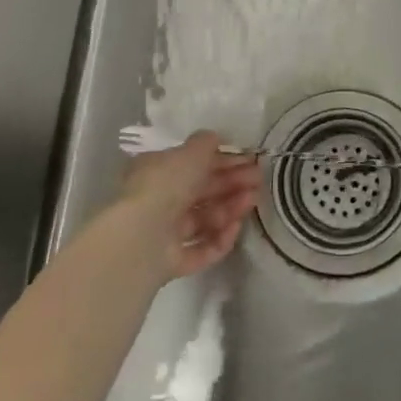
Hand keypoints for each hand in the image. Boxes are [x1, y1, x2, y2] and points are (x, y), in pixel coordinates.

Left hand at [110, 132, 260, 279]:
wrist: (141, 237)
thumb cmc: (165, 185)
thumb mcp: (189, 153)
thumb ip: (205, 144)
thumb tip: (215, 139)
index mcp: (156, 172)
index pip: (193, 165)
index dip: (223, 160)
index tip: (249, 160)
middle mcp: (158, 201)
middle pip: (201, 192)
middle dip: (232, 183)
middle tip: (259, 179)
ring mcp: (163, 234)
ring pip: (203, 220)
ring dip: (230, 208)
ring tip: (252, 200)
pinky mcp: (171, 262)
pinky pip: (201, 249)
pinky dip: (219, 239)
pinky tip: (235, 228)